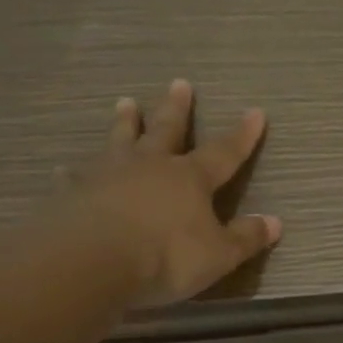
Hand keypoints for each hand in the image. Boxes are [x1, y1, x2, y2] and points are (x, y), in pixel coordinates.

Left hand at [62, 79, 281, 307]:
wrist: (93, 260)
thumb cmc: (166, 256)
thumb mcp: (219, 255)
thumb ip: (245, 238)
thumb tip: (275, 223)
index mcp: (190, 179)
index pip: (224, 152)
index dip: (242, 135)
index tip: (255, 112)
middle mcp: (151, 166)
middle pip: (167, 131)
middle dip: (176, 109)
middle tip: (179, 83)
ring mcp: (109, 175)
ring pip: (121, 140)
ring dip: (125, 122)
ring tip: (125, 103)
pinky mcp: (75, 192)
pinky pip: (78, 177)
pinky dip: (77, 172)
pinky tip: (67, 170)